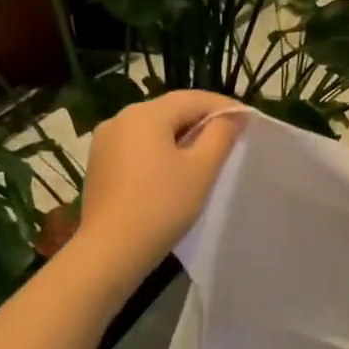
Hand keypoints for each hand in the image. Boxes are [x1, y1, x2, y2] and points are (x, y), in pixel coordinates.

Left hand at [77, 91, 244, 282]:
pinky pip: (137, 146)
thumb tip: (235, 115)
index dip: (223, 106)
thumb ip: (221, 135)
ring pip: (153, 128)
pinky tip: (174, 170)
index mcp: (145, 114)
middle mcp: (121, 119)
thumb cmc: (162, 206)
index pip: (193, 98)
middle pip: (170, 110)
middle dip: (202, 120)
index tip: (248, 120)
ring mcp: (105, 141)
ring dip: (181, 136)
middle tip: (231, 137)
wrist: (111, 250)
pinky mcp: (100, 163)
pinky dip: (160, 150)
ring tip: (206, 155)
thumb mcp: (201, 169)